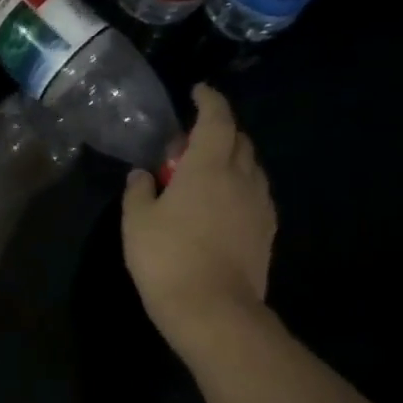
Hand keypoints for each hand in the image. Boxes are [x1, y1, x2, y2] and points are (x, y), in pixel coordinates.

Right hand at [122, 84, 277, 361]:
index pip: (216, 119)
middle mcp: (242, 178)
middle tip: (192, 141)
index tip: (197, 92)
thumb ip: (139, 191)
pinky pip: (256, 195)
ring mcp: (260, 206)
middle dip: (219, 130)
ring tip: (207, 173)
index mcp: (209, 167)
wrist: (213, 310)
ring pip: (251, 168)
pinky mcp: (267, 232)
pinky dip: (240, 187)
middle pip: (239, 140)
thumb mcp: (136, 222)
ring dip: (232, 160)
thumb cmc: (167, 258)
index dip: (209, 100)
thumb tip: (142, 175)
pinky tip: (222, 205)